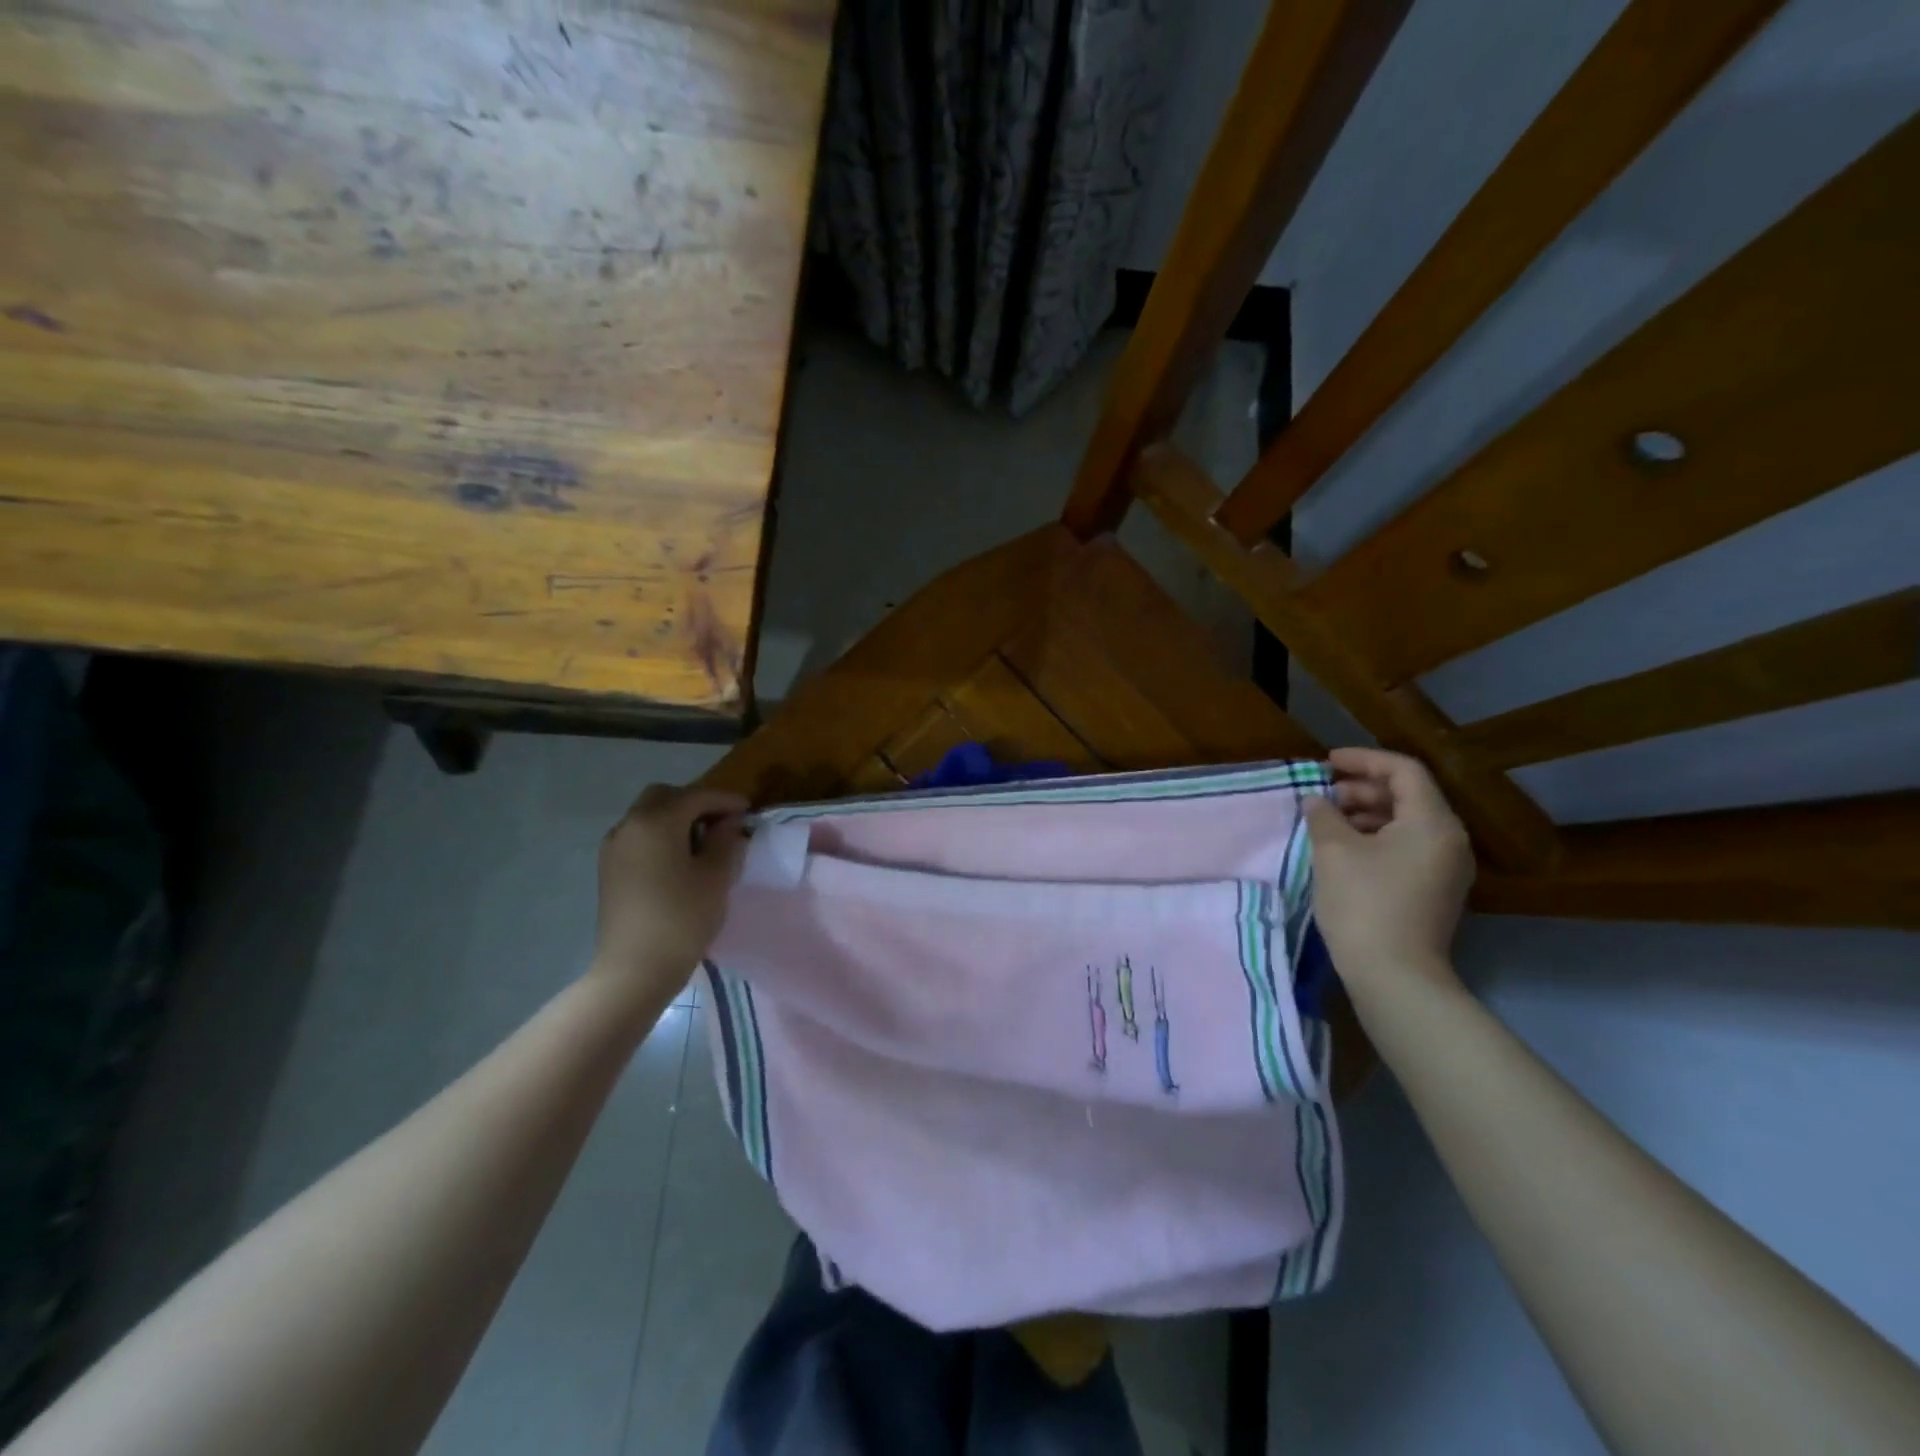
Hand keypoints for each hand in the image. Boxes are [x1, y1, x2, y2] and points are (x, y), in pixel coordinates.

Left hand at [592, 784, 747, 995]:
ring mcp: (614, 847)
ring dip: (675, 818)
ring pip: (647, 815)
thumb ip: (725, 841)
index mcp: (657, 821)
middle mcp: (629, 825)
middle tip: (721, 822)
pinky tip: (678, 859)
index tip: (748, 809)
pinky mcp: (608, 869)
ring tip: (702, 841)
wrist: (634, 969)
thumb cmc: (682, 918)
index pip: (696, 796)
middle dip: (694, 802)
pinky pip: (638, 836)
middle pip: (664, 797)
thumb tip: (728, 822)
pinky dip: (660, 835)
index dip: (725, 799)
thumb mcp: (715, 876)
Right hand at [1303, 748, 1474, 1003]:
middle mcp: (1449, 839)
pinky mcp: (1435, 890)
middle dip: (1362, 788)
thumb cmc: (1364, 903)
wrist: (1395, 976)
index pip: (1403, 770)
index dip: (1363, 759)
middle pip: (1408, 795)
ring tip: (1327, 821)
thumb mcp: (1333, 851)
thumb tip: (1317, 801)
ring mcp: (1445, 867)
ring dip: (1366, 813)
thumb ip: (1323, 815)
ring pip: (1406, 822)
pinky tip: (1343, 849)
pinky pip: (1407, 847)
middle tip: (1322, 794)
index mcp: (1432, 822)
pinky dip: (1376, 837)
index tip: (1326, 763)